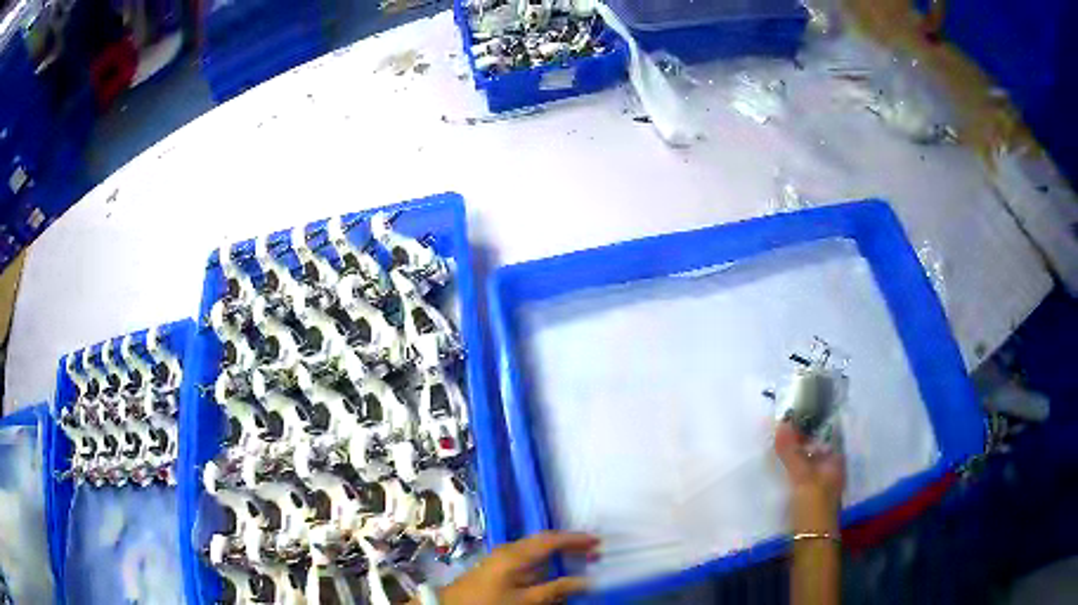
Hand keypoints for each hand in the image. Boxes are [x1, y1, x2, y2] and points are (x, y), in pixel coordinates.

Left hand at [434, 531, 599, 604]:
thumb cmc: (489, 602)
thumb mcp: (526, 601)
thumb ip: (555, 590)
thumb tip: (585, 581)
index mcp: (516, 554)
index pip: (551, 540)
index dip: (575, 539)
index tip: (597, 541)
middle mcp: (509, 550)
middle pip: (544, 541)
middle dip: (569, 544)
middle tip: (594, 550)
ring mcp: (502, 557)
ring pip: (536, 548)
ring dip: (559, 552)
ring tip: (580, 558)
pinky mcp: (498, 566)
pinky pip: (528, 557)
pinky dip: (546, 560)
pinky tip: (554, 570)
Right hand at [774, 421, 844, 533]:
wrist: (810, 543)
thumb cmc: (813, 506)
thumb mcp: (802, 476)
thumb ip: (791, 451)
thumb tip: (782, 420)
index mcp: (835, 460)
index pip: (825, 432)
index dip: (811, 421)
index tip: (791, 411)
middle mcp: (830, 469)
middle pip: (814, 447)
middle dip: (798, 438)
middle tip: (775, 427)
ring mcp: (819, 484)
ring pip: (805, 462)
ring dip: (791, 455)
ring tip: (771, 444)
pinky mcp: (807, 498)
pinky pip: (798, 476)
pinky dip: (788, 471)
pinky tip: (775, 469)